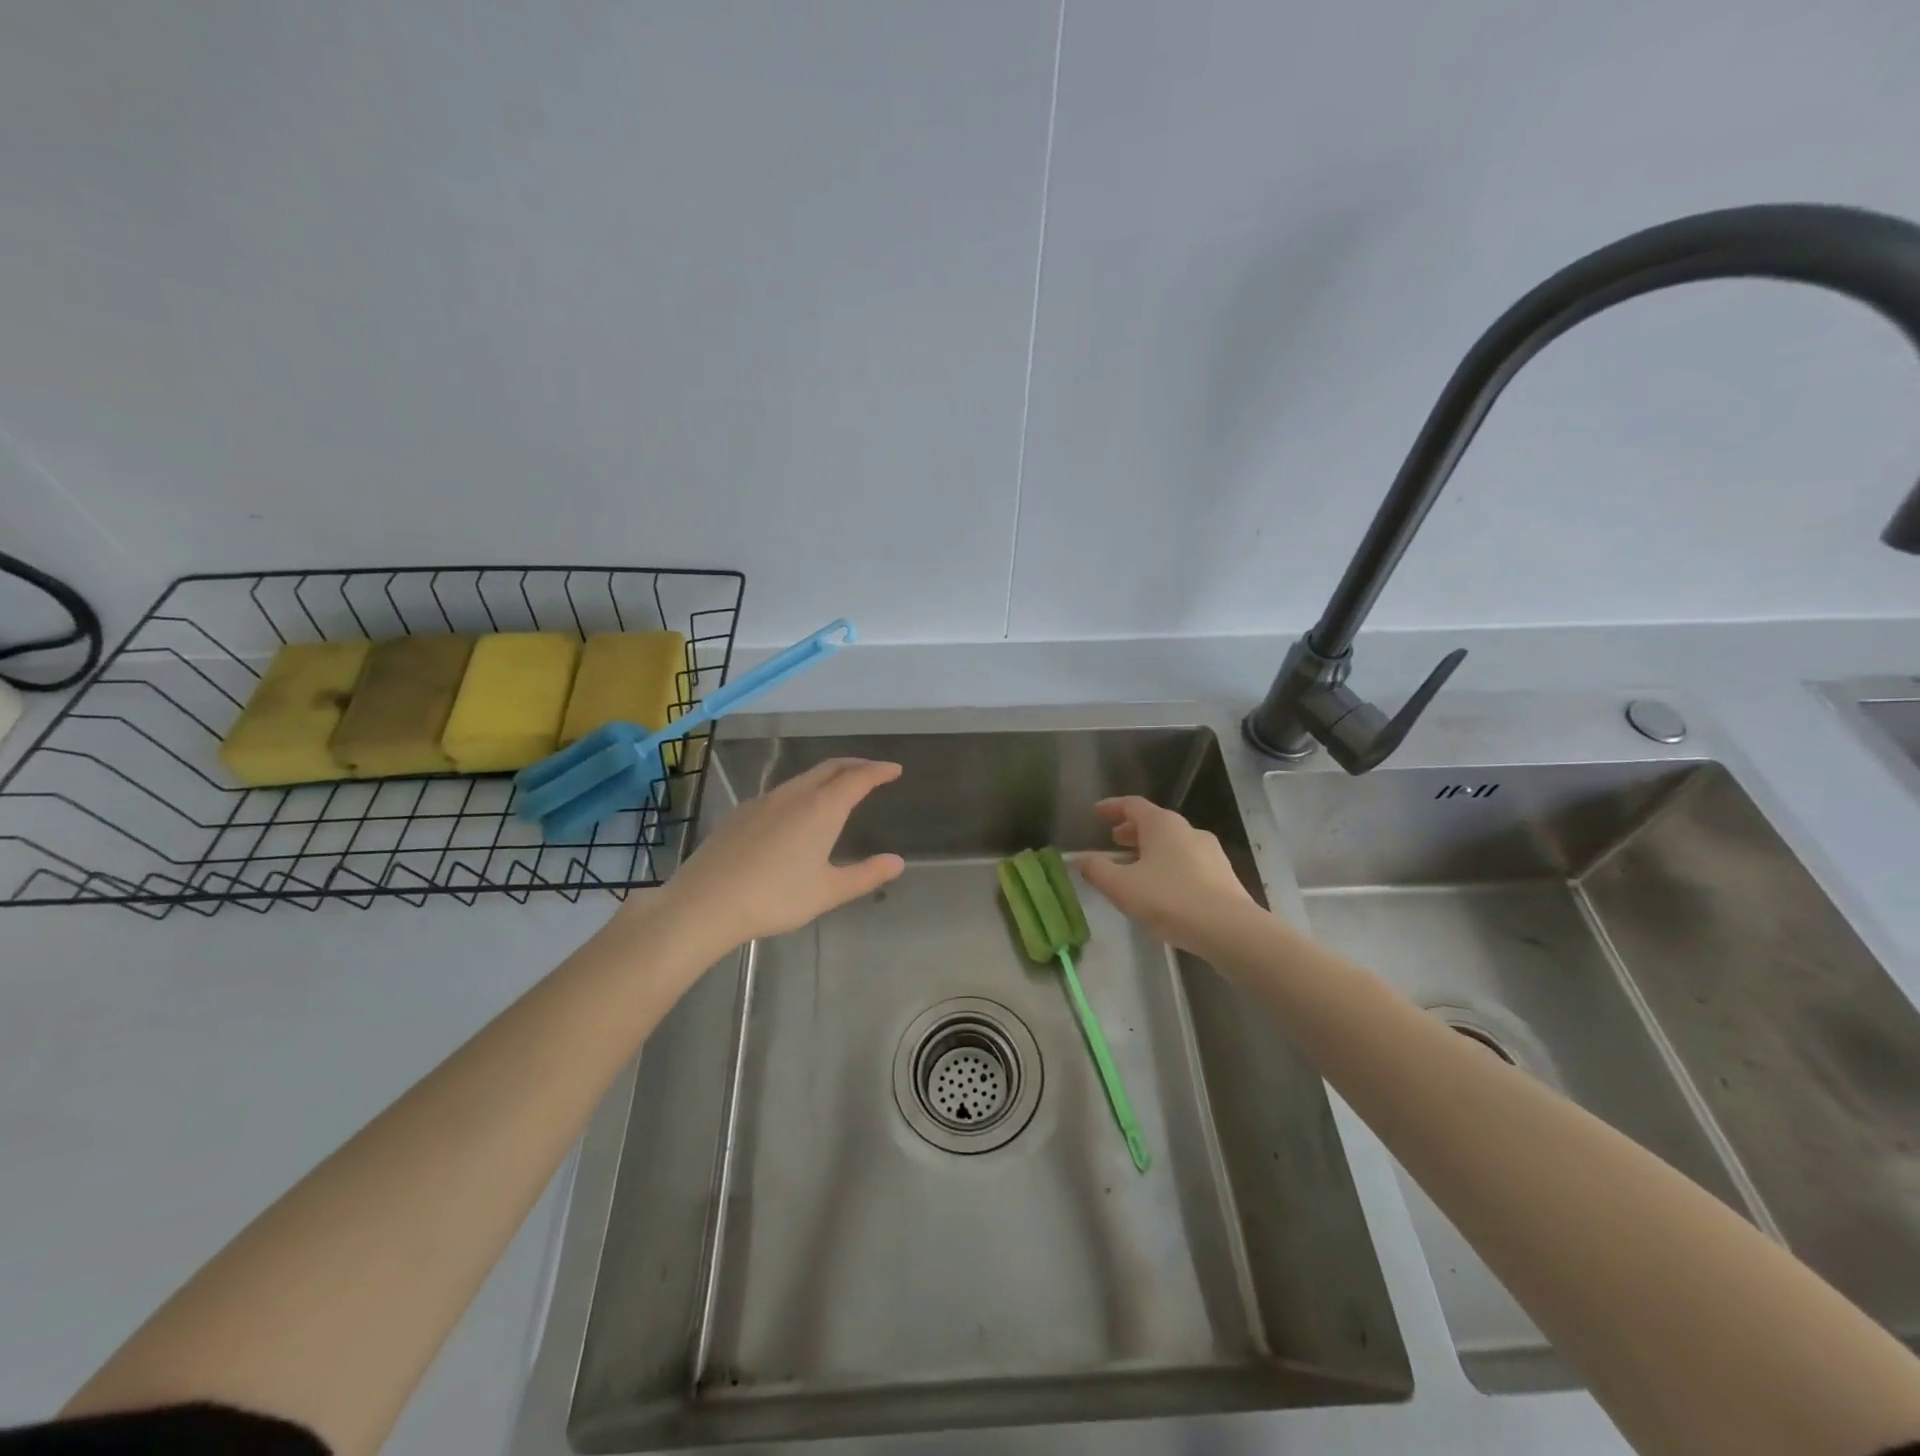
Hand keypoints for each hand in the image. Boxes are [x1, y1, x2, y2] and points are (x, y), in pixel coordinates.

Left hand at [651, 758, 904, 952]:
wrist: (706, 902)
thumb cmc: (775, 897)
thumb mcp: (828, 891)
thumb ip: (865, 875)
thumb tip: (897, 862)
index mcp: (822, 808)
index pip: (858, 778)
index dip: (879, 771)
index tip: (894, 770)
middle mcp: (794, 795)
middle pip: (830, 768)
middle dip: (855, 765)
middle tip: (872, 772)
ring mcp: (764, 801)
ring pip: (803, 778)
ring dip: (827, 776)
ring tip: (839, 789)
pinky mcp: (742, 812)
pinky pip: (781, 792)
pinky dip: (802, 791)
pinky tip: (796, 813)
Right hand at [1079, 796, 1259, 954]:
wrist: (1230, 930)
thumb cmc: (1170, 900)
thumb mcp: (1121, 887)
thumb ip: (1097, 870)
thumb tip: (1083, 860)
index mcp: (1162, 824)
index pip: (1132, 805)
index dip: (1112, 807)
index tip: (1096, 812)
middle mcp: (1188, 830)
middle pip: (1154, 823)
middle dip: (1131, 830)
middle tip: (1113, 841)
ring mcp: (1210, 852)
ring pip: (1172, 843)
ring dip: (1150, 850)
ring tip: (1134, 868)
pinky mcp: (1222, 875)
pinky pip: (1187, 862)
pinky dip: (1168, 866)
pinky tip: (1161, 889)